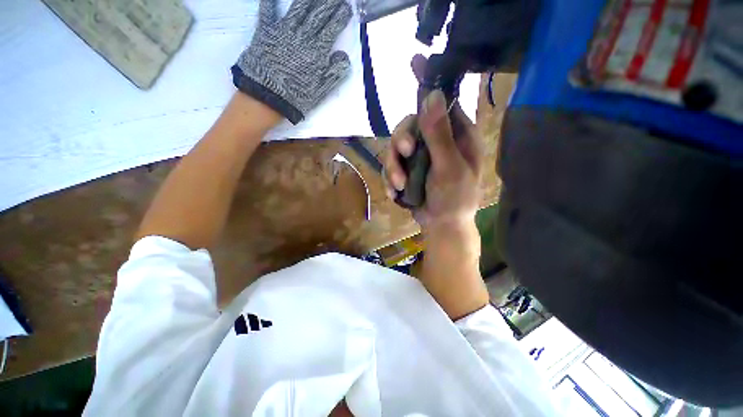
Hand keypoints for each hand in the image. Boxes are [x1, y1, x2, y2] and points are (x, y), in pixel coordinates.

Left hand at [231, 0, 352, 124]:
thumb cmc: (297, 96)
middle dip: (328, 3)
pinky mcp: (265, 31)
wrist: (268, 98)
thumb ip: (334, 73)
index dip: (340, 16)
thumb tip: (345, 57)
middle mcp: (302, 36)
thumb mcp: (320, 91)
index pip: (332, 28)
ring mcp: (283, 31)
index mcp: (316, 51)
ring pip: (298, 8)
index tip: (347, 7)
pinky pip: (267, 11)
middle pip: (318, 14)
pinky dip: (270, 1)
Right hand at [384, 56, 483, 232]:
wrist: (442, 225)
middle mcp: (437, 140)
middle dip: (401, 141)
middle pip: (409, 125)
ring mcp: (420, 156)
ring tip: (399, 185)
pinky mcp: (407, 169)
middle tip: (404, 154)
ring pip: (396, 147)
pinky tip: (396, 192)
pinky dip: (391, 178)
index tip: (414, 63)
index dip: (428, 84)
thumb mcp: (450, 167)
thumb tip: (431, 94)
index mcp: (457, 135)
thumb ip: (440, 134)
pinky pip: (392, 166)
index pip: (441, 102)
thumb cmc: (455, 198)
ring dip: (393, 166)